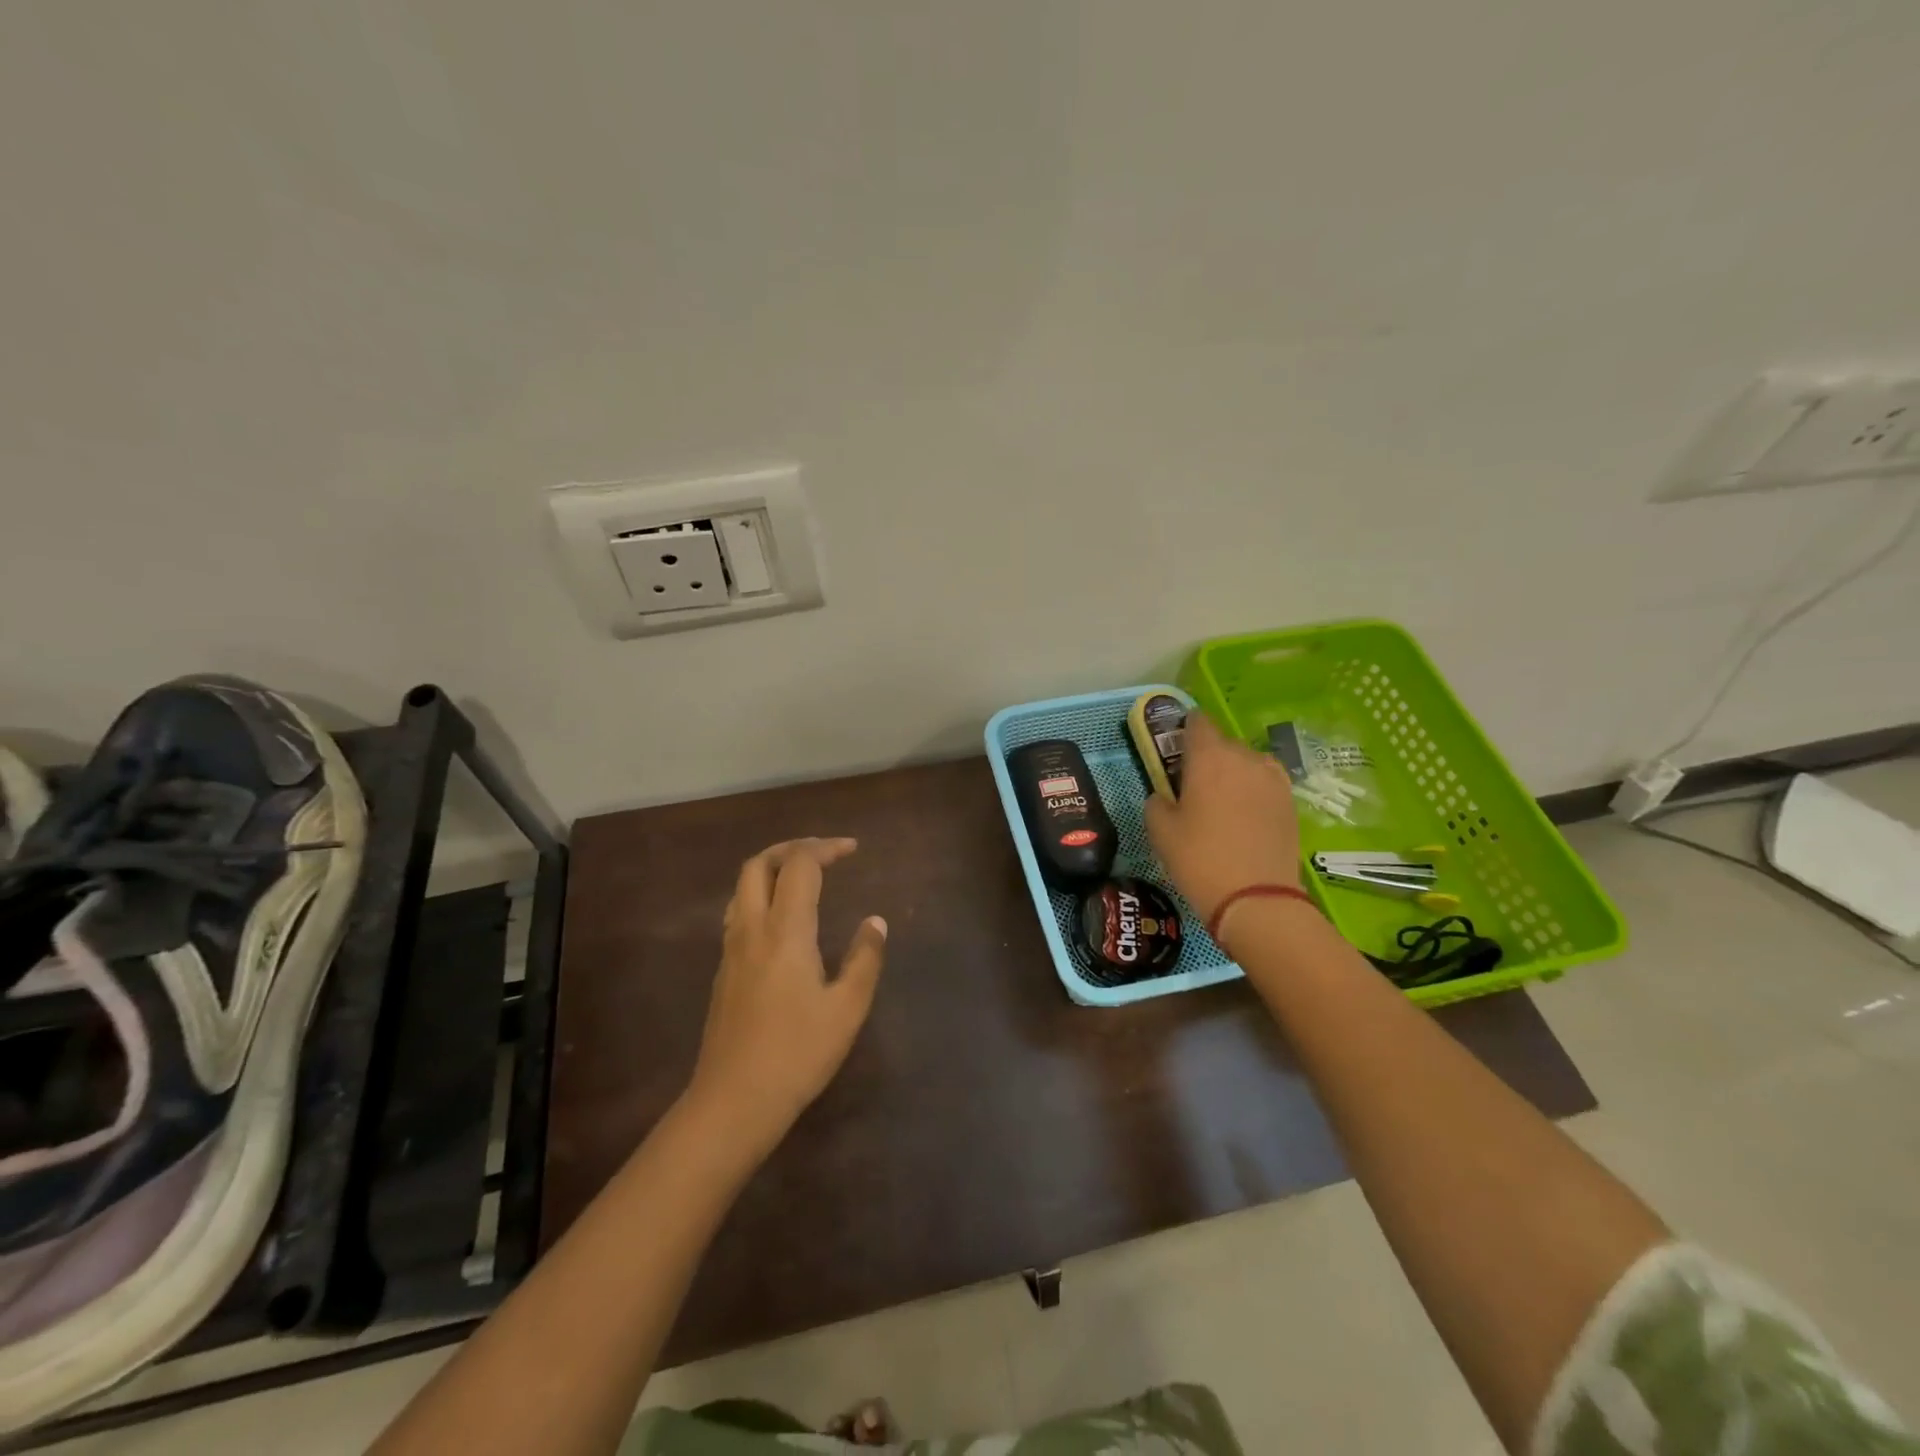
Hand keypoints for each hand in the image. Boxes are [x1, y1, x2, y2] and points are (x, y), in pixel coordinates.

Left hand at [686, 838, 887, 1155]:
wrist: (733, 1101)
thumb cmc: (797, 1054)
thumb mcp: (847, 1009)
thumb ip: (865, 959)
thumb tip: (876, 922)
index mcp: (785, 931)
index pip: (800, 866)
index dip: (826, 848)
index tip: (853, 850)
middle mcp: (752, 929)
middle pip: (759, 864)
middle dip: (792, 848)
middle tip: (824, 854)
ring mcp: (732, 949)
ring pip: (741, 886)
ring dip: (771, 868)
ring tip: (803, 877)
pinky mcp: (724, 970)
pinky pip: (738, 911)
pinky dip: (760, 895)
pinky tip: (781, 919)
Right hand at [1144, 712, 1301, 921]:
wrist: (1256, 899)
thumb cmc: (1199, 859)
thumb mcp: (1159, 830)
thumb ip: (1156, 800)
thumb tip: (1165, 795)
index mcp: (1209, 756)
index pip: (1196, 721)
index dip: (1183, 731)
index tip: (1173, 751)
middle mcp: (1244, 757)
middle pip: (1221, 743)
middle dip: (1206, 757)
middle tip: (1191, 788)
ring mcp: (1273, 778)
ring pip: (1245, 763)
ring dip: (1231, 774)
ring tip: (1220, 804)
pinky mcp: (1290, 801)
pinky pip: (1263, 783)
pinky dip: (1251, 791)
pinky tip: (1243, 817)